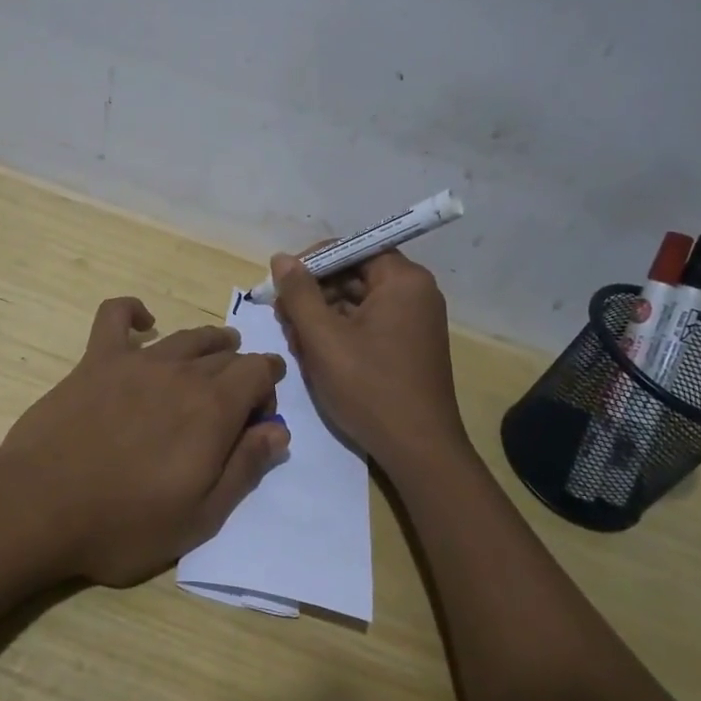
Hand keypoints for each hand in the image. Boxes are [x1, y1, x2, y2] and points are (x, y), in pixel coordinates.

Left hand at [0, 297, 287, 586]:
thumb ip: (245, 468)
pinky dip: (133, 311)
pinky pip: (116, 315)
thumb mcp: (201, 517)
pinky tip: (143, 321)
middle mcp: (182, 372)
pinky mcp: (97, 359)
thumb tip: (279, 431)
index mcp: (213, 408)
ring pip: (186, 336)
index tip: (262, 411)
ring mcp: (137, 360)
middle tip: (235, 400)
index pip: (259, 371)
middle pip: (226, 355)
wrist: (41, 506)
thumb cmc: (125, 523)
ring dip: (209, 341)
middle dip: (241, 372)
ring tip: (215, 349)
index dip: (269, 386)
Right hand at [269, 250, 470, 476]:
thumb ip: (299, 294)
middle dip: (314, 293)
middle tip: (282, 317)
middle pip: (354, 274)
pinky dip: (341, 332)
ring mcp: (415, 321)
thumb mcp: (324, 339)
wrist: (419, 450)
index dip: (312, 262)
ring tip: (295, 340)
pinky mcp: (409, 345)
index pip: (351, 249)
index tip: (281, 283)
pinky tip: (315, 353)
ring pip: (357, 301)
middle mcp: (415, 293)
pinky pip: (369, 323)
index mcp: (403, 280)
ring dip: (323, 315)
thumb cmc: (369, 388)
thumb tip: (282, 258)